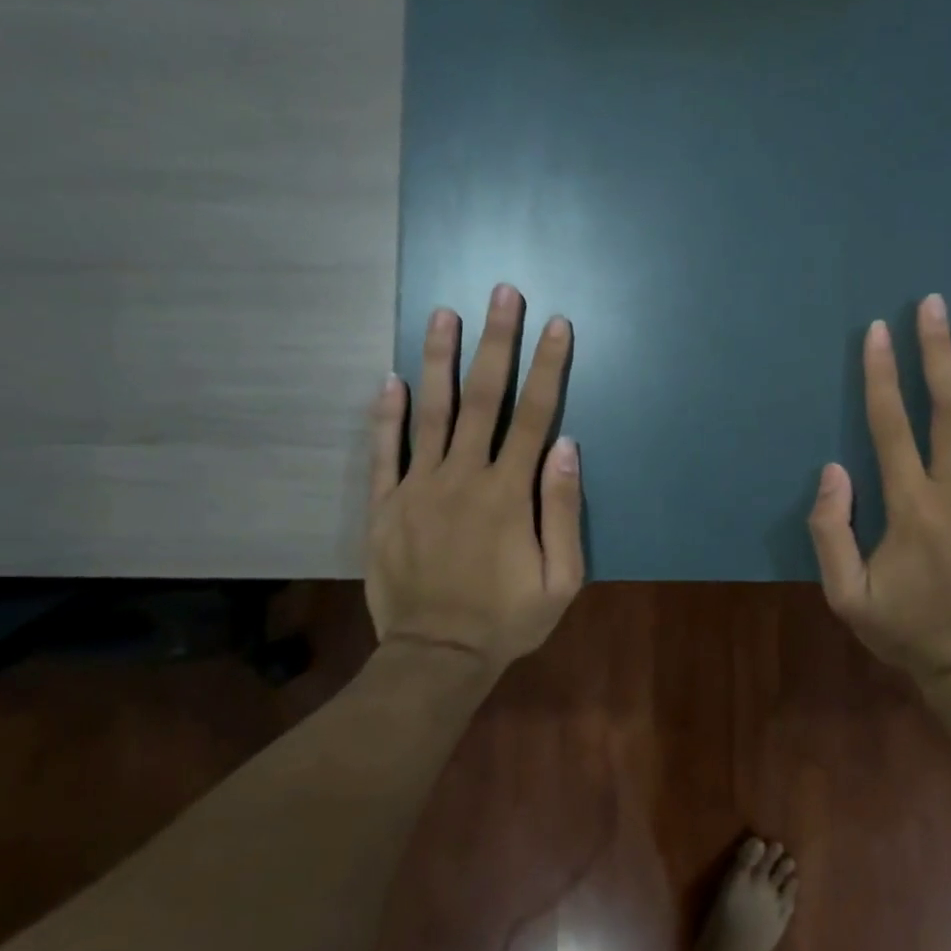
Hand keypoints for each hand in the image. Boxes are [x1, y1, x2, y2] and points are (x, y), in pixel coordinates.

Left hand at [365, 283, 584, 675]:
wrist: (437, 656)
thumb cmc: (507, 619)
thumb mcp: (561, 579)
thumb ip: (563, 510)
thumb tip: (567, 446)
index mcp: (508, 493)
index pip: (534, 416)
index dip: (548, 367)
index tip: (556, 325)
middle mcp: (462, 477)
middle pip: (483, 398)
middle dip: (496, 342)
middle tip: (501, 293)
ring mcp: (418, 488)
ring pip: (430, 412)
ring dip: (439, 359)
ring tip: (442, 313)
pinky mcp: (386, 506)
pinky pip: (384, 451)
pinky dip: (385, 413)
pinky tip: (388, 378)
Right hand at [810, 294, 950, 677]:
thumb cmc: (908, 632)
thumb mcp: (846, 596)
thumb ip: (830, 533)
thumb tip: (831, 471)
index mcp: (912, 507)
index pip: (891, 425)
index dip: (882, 374)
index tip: (879, 332)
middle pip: (949, 408)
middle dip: (938, 352)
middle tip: (934, 305)